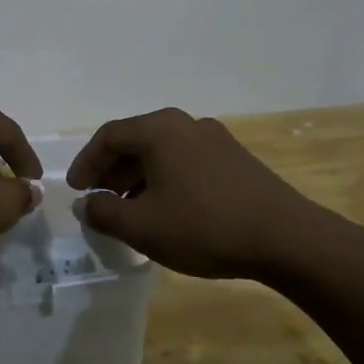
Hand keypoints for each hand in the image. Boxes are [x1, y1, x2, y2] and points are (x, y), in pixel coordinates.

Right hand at [69, 107, 361, 282]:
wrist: (287, 239)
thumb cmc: (204, 226)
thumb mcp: (142, 226)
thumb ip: (104, 212)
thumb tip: (86, 203)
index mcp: (159, 130)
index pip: (108, 137)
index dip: (86, 163)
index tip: (75, 190)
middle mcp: (186, 124)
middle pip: (136, 140)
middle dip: (111, 170)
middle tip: (98, 198)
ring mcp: (215, 140)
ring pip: (162, 152)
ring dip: (138, 177)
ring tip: (129, 209)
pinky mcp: (236, 160)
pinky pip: (186, 162)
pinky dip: (165, 180)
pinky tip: (167, 210)